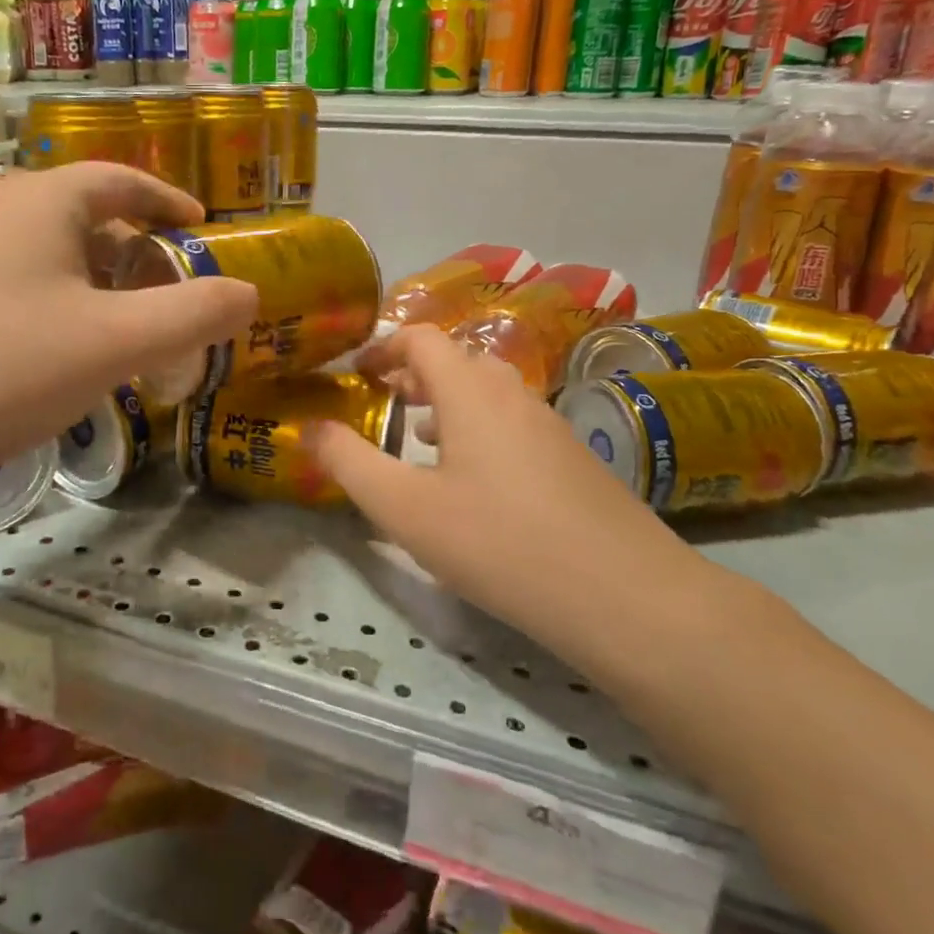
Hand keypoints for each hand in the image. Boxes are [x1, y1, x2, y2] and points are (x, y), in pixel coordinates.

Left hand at [0, 163, 257, 491]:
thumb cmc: (2, 365)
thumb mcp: (116, 343)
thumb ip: (194, 315)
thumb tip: (250, 293)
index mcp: (46, 202)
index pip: (124, 180)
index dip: (170, 202)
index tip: (204, 229)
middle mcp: (3, 214)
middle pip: (91, 219)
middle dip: (141, 254)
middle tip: (175, 296)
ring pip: (57, 259)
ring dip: (102, 288)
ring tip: (130, 333)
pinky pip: (25, 288)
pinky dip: (64, 309)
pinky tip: (64, 359)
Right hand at [313, 325, 701, 659]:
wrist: (625, 595)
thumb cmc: (499, 542)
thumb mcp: (404, 508)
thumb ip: (349, 463)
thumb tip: (309, 427)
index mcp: (470, 391)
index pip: (422, 338)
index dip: (382, 346)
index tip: (353, 372)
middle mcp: (512, 394)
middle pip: (456, 360)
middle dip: (412, 373)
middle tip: (380, 401)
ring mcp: (549, 425)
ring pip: (487, 392)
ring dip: (445, 402)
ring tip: (416, 437)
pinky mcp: (572, 459)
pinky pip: (511, 422)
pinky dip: (477, 429)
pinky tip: (471, 481)